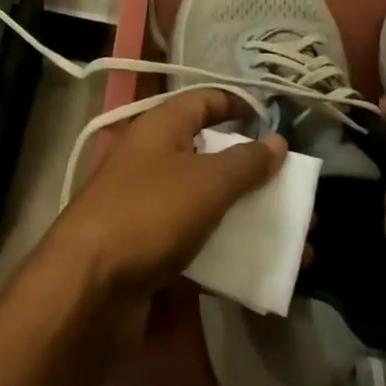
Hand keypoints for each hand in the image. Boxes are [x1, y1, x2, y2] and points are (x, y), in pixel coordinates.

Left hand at [50, 89, 286, 299]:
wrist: (88, 284)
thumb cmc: (149, 213)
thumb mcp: (206, 182)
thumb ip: (245, 163)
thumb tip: (277, 141)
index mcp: (161, 128)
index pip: (203, 101)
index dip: (237, 105)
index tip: (272, 122)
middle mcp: (154, 159)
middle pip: (211, 157)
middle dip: (255, 176)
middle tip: (296, 195)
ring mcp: (150, 206)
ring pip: (209, 205)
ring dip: (249, 220)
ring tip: (295, 242)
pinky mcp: (150, 250)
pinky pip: (199, 245)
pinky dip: (230, 255)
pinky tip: (263, 274)